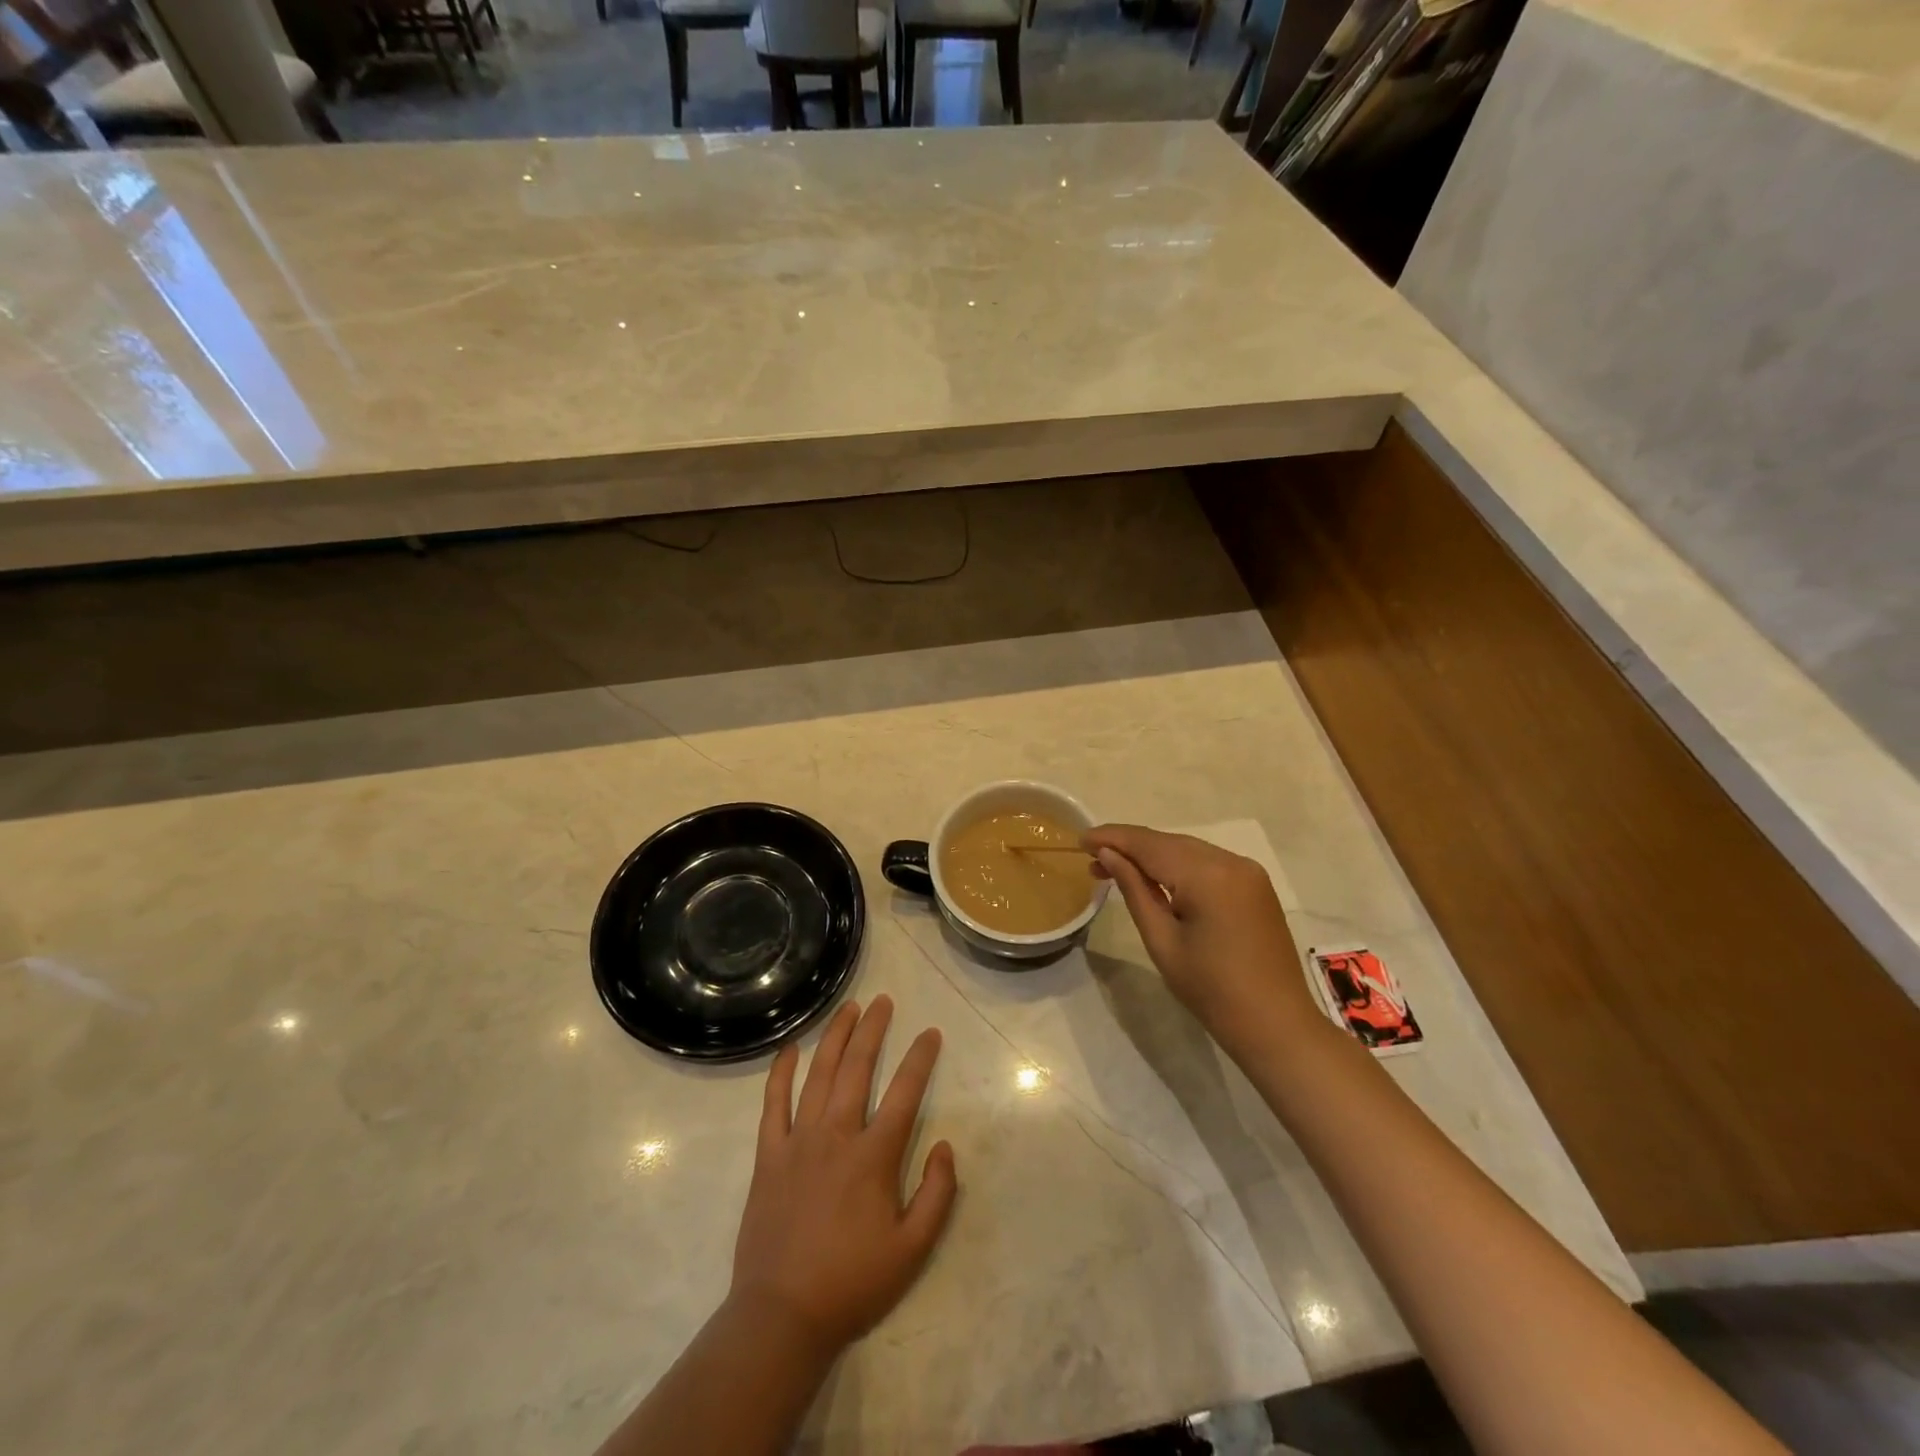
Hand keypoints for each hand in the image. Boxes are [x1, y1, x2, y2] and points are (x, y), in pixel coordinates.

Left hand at [730, 996, 956, 1354]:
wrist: (782, 1315)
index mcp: (873, 1157)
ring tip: (849, 1009)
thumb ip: (937, 1195)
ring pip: (818, 1075)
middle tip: (884, 1001)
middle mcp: (836, 1135)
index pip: (904, 1093)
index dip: (920, 1059)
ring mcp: (798, 1141)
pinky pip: (773, 1104)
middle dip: (873, 1030)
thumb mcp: (913, 1250)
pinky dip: (781, 1073)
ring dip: (835, 1037)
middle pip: (857, 1068)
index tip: (930, 1033)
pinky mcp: (768, 1155)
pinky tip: (790, 1048)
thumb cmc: (852, 1282)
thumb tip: (945, 1145)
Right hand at [1083, 824, 1318, 1048]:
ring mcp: (1248, 871)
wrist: (1276, 1026)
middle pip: (1169, 842)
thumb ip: (1134, 889)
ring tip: (1116, 868)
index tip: (1080, 840)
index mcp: (1208, 875)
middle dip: (1130, 846)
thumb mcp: (1161, 940)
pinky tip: (1156, 877)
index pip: (1149, 844)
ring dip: (1153, 855)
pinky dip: (1178, 865)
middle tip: (1092, 860)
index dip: (1113, 838)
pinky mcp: (1255, 885)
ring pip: (1188, 850)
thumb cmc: (1211, 990)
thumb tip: (1107, 855)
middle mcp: (1231, 861)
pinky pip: (1207, 863)